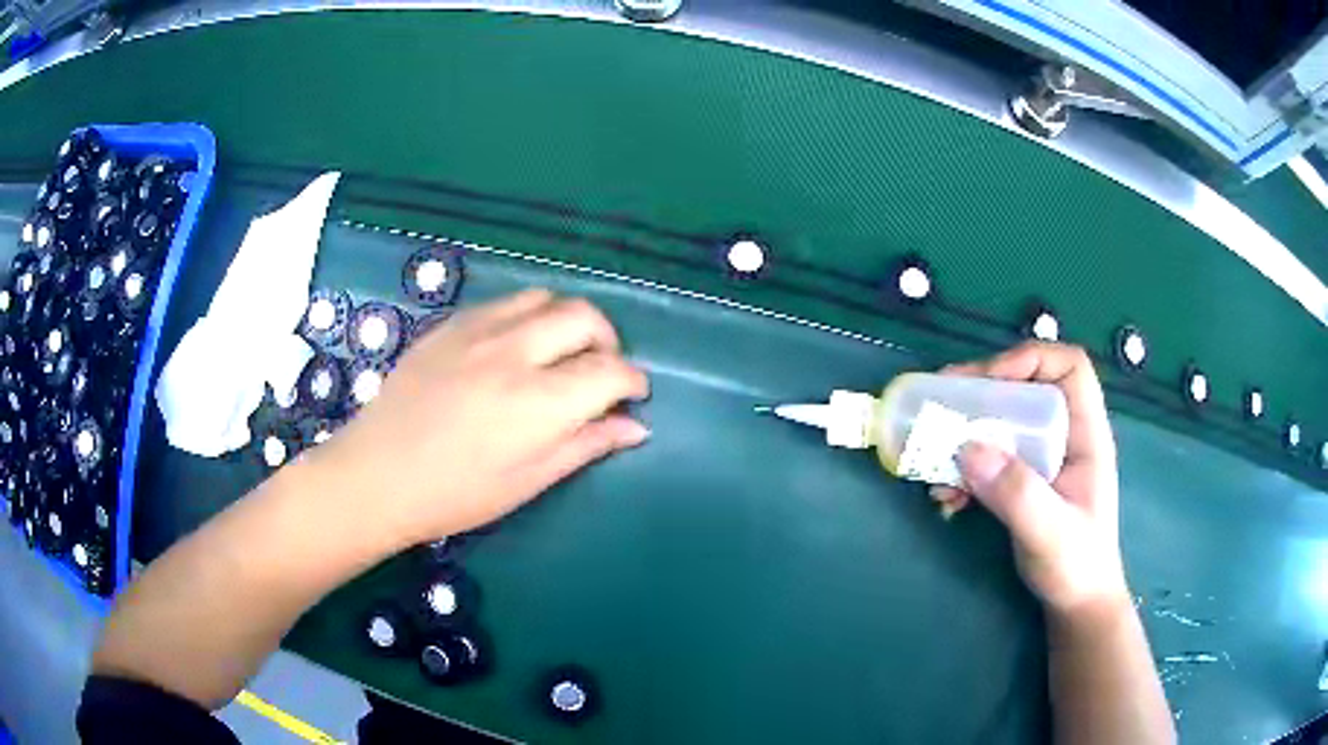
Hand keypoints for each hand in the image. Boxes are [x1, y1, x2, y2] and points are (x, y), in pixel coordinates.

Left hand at [306, 289, 649, 549]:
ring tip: (560, 352)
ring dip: (567, 321)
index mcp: (538, 402)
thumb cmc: (456, 493)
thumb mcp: (528, 481)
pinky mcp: (450, 325)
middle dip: (608, 341)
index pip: (610, 371)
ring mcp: (478, 331)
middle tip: (601, 370)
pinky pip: (504, 303)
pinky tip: (515, 347)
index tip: (633, 396)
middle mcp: (514, 352)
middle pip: (585, 317)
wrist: (377, 474)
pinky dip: (527, 317)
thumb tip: (635, 427)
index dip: (633, 381)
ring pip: (544, 298)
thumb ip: (585, 445)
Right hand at [931, 342, 1128, 614]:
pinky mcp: (1024, 480)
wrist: (1076, 603)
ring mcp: (1043, 458)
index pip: (1070, 367)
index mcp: (1086, 434)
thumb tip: (968, 446)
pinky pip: (991, 457)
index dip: (1030, 360)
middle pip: (1026, 388)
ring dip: (966, 434)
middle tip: (941, 404)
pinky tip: (948, 498)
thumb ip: (1016, 493)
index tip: (988, 383)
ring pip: (1004, 422)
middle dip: (983, 393)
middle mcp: (1065, 436)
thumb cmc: (1076, 566)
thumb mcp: (1049, 532)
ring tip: (935, 458)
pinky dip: (965, 470)